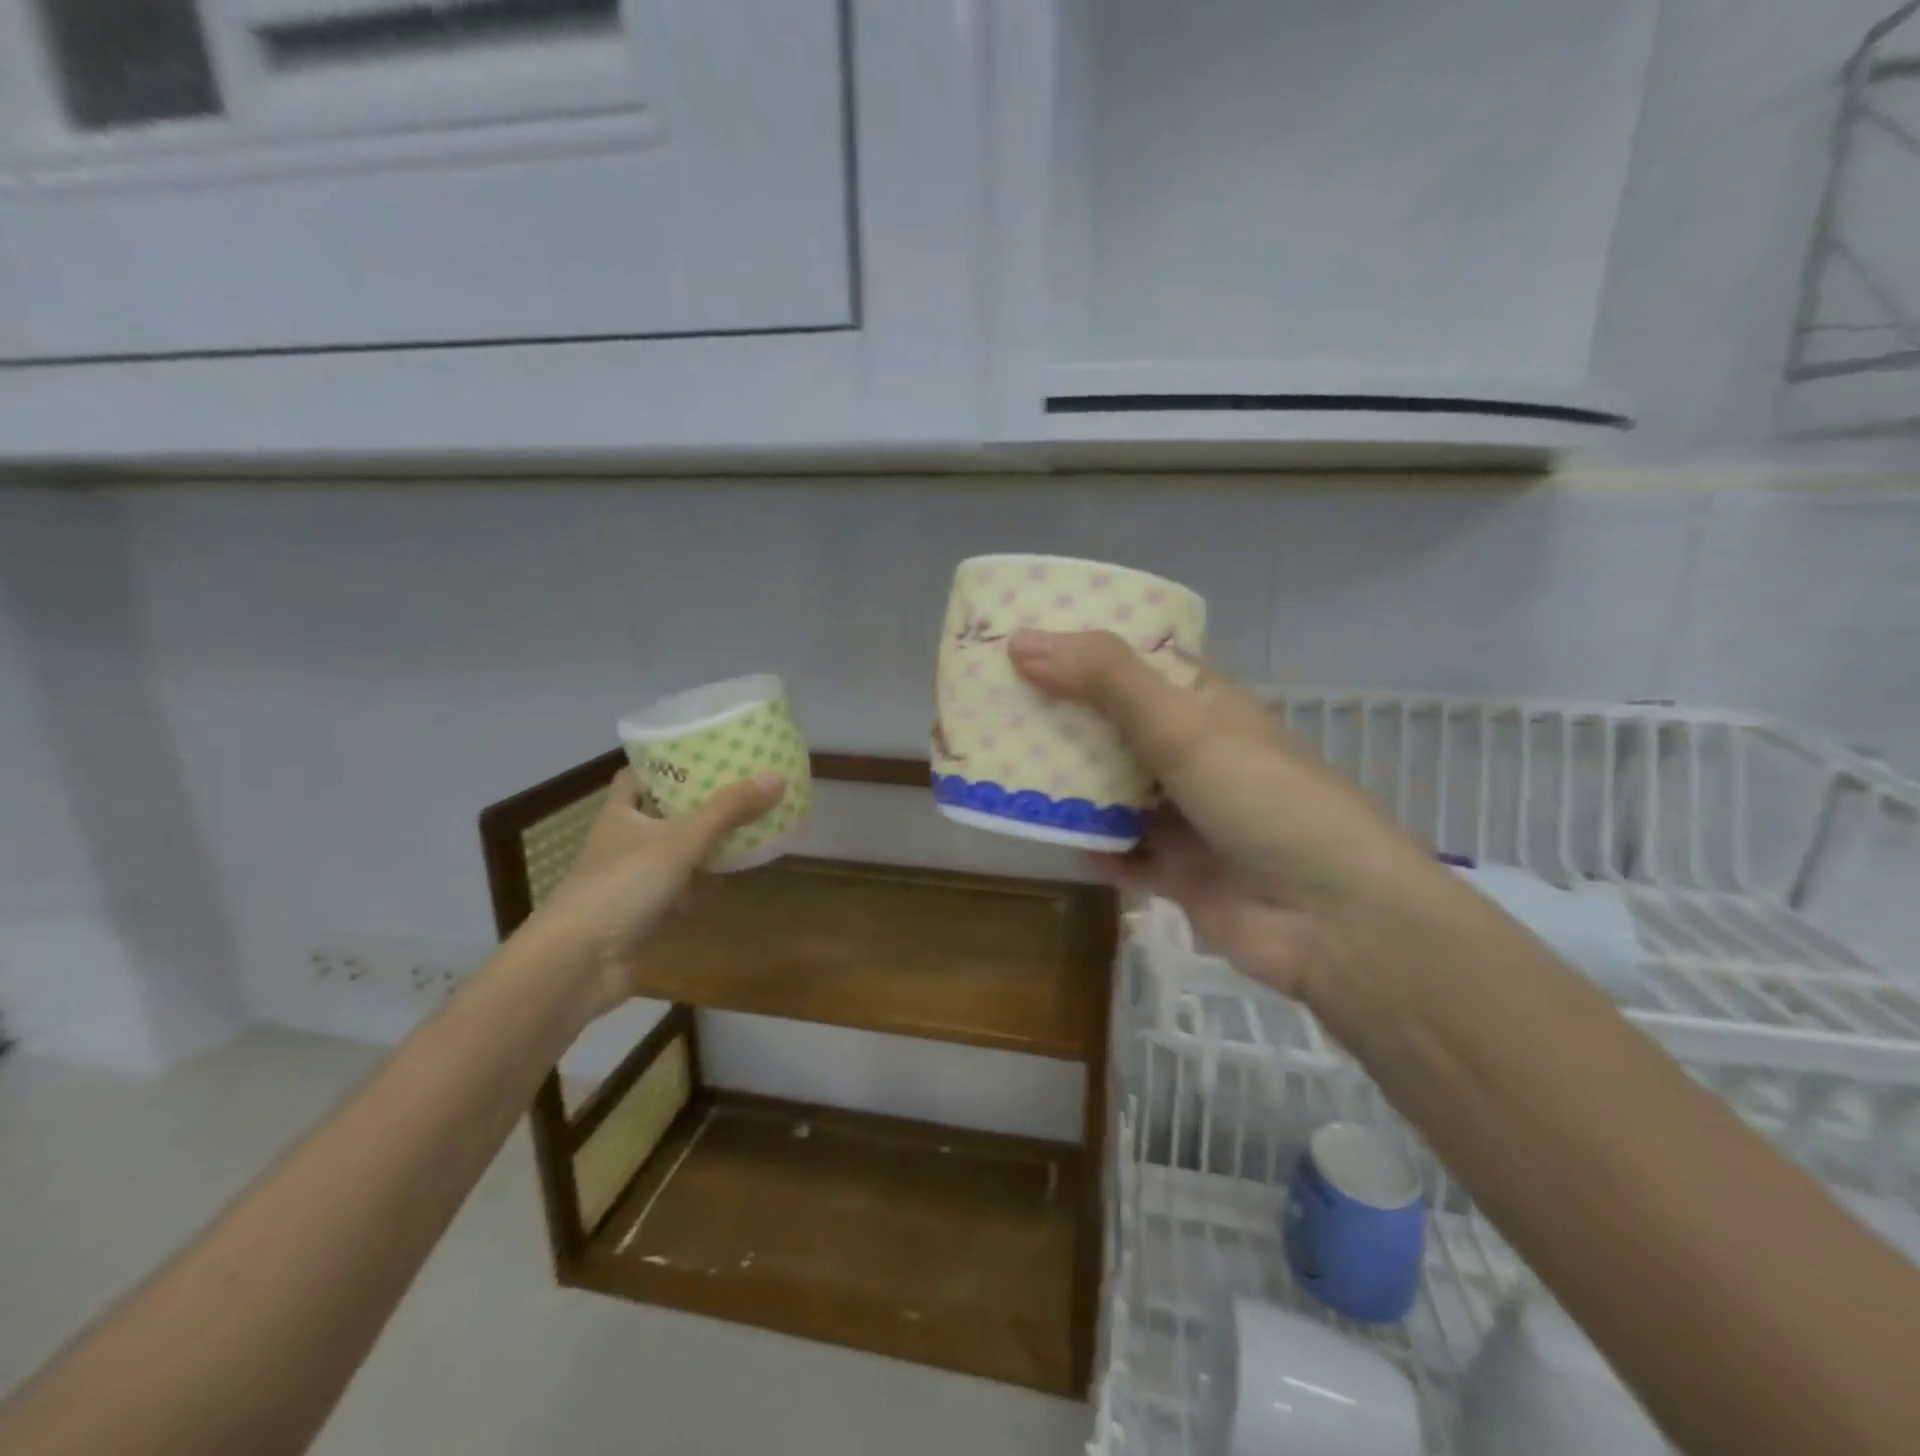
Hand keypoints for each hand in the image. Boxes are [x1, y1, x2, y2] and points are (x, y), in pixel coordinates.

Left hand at [528, 768, 785, 1017]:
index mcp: (622, 812)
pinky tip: (728, 881)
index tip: (706, 752)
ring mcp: (633, 878)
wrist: (578, 963)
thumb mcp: (681, 840)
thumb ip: (729, 810)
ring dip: (705, 846)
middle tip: (743, 789)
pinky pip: (679, 889)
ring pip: (675, 852)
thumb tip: (777, 777)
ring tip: (747, 828)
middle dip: (700, 804)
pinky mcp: (643, 913)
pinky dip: (701, 886)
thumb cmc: (623, 886)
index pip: (640, 774)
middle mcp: (624, 840)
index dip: (668, 762)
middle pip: (665, 812)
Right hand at [1009, 629, 1458, 1004]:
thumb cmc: (1266, 800)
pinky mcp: (1180, 874)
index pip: (1141, 663)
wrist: (1334, 923)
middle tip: (997, 702)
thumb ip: (1106, 681)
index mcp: (1208, 707)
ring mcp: (1189, 817)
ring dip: (1071, 783)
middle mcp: (1197, 756)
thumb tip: (1022, 641)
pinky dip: (1091, 845)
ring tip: (1004, 764)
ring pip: (1116, 791)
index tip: (1027, 640)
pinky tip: (1045, 835)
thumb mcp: (1184, 727)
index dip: (1088, 649)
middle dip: (1065, 718)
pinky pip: (1123, 854)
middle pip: (1119, 727)